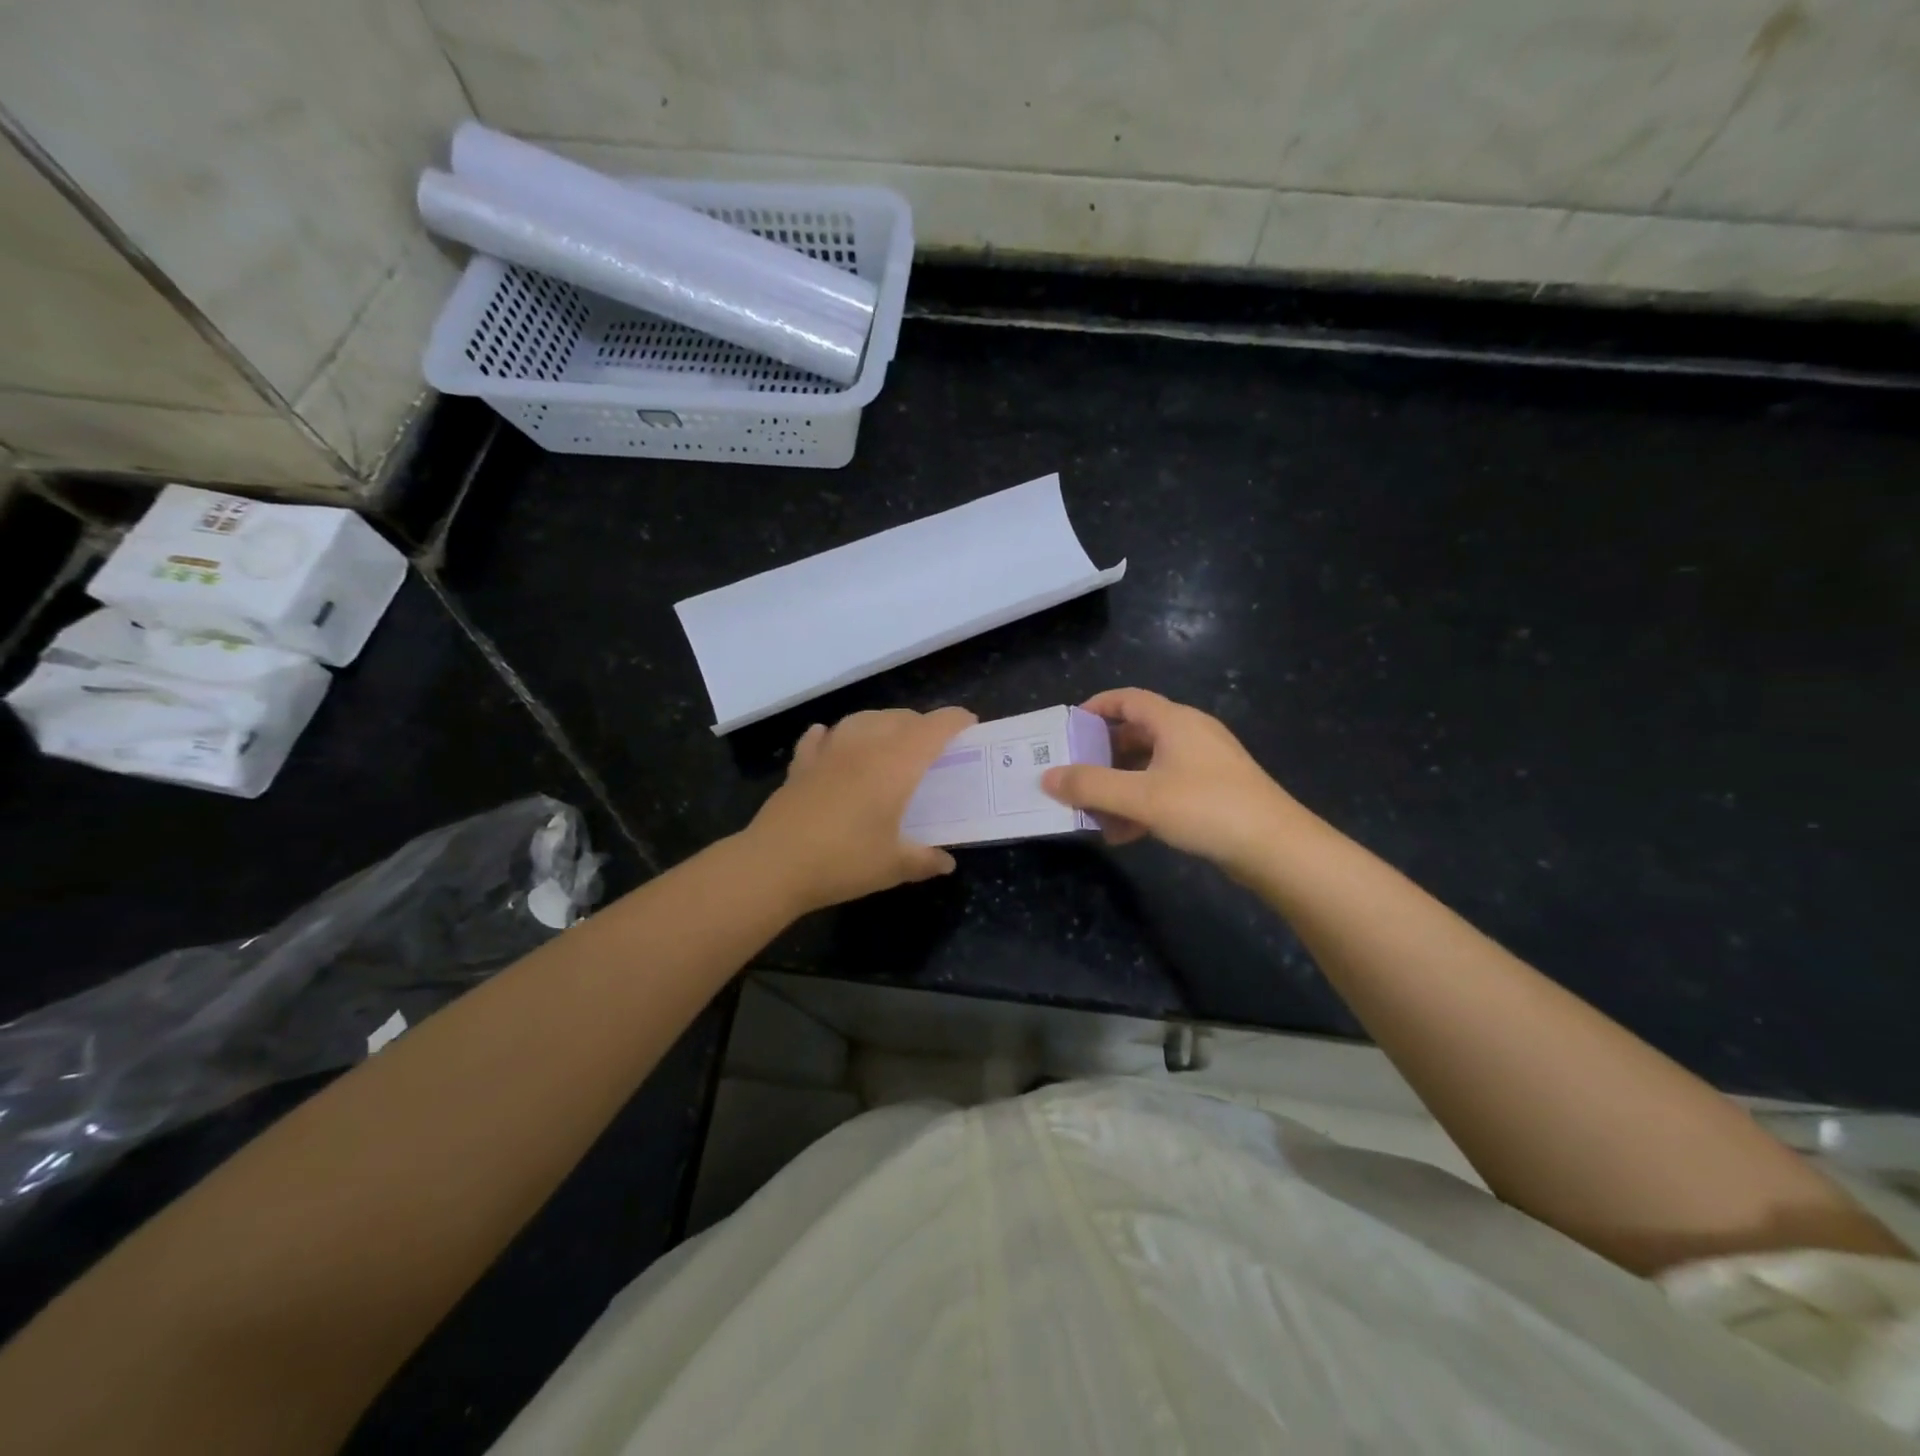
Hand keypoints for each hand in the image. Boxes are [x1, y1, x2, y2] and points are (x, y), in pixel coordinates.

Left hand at [745, 706, 976, 913]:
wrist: (775, 864)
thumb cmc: (844, 861)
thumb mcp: (893, 867)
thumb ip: (924, 860)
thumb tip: (946, 862)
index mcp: (896, 765)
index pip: (933, 728)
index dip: (955, 721)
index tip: (969, 724)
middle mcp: (864, 747)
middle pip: (899, 718)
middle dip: (921, 723)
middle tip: (933, 745)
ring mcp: (829, 752)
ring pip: (861, 719)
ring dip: (881, 722)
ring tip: (890, 739)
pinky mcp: (800, 766)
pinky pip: (819, 738)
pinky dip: (831, 735)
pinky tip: (831, 740)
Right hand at [1041, 688, 1300, 873]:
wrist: (1276, 848)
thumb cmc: (1206, 808)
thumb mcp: (1141, 796)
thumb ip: (1090, 785)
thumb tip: (1047, 776)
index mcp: (1174, 721)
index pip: (1127, 699)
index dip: (1094, 707)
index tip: (1066, 727)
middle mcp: (1190, 734)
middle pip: (1135, 734)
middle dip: (1101, 755)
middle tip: (1071, 773)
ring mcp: (1205, 764)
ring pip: (1149, 766)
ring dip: (1119, 786)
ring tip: (1091, 811)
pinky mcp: (1214, 792)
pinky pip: (1166, 789)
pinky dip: (1141, 804)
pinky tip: (1124, 834)